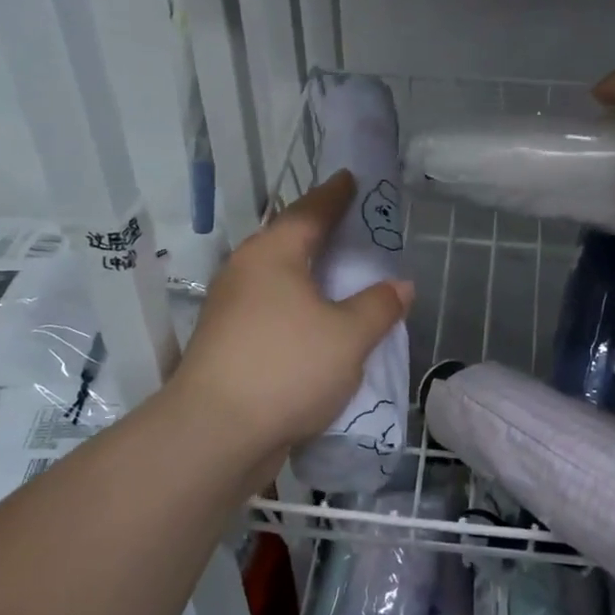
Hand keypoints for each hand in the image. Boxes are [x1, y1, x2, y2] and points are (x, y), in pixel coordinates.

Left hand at [169, 171, 413, 457]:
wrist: (214, 436)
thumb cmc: (287, 368)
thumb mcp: (349, 336)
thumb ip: (379, 306)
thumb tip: (400, 286)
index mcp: (273, 254)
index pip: (310, 211)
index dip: (334, 194)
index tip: (350, 178)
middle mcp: (246, 272)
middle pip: (289, 241)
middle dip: (321, 232)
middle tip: (353, 225)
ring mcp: (231, 309)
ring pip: (280, 279)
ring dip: (310, 275)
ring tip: (342, 276)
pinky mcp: (227, 344)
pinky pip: (273, 310)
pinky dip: (300, 308)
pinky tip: (320, 325)